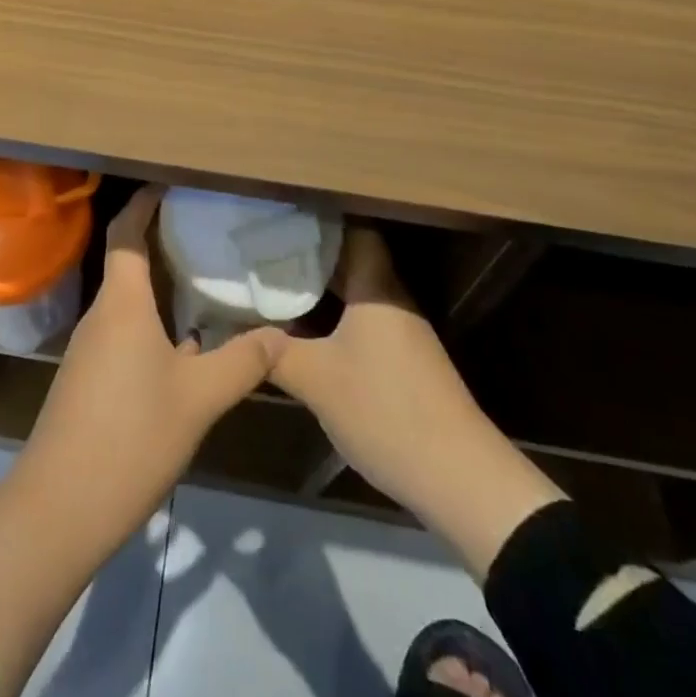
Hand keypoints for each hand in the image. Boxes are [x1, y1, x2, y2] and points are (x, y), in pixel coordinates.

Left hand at [18, 184, 286, 514]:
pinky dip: (153, 325)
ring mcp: (90, 350)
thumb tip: (279, 334)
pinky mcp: (88, 381)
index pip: (126, 232)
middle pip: (127, 262)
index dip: (144, 202)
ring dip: (160, 288)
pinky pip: (124, 333)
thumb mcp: (199, 399)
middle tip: (206, 232)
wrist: (58, 509)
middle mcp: (101, 316)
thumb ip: (242, 362)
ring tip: (205, 284)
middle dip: (162, 241)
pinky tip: (186, 349)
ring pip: (128, 302)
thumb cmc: (130, 437)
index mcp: (122, 304)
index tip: (172, 183)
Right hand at [270, 225, 563, 564]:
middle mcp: (392, 301)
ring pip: (355, 295)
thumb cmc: (385, 410)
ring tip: (273, 287)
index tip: (278, 218)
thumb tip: (236, 331)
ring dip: (319, 291)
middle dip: (308, 257)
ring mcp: (402, 334)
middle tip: (261, 252)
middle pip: (350, 262)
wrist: (459, 478)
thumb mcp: (316, 380)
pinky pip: (361, 324)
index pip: (352, 231)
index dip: (317, 220)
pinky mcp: (404, 364)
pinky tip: (304, 334)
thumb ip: (274, 352)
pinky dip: (333, 320)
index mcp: (376, 288)